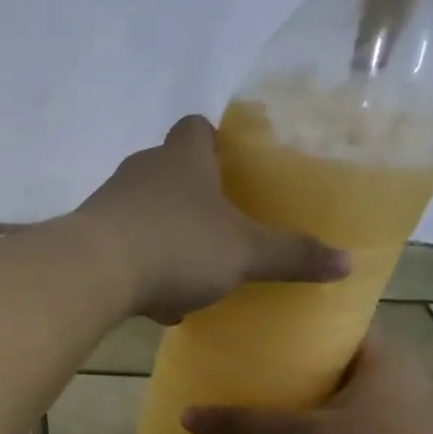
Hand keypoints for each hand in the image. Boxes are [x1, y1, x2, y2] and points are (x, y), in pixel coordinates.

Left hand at [73, 115, 348, 323]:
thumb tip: (347, 262)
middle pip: (169, 172)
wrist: (91, 273)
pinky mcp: (85, 239)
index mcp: (182, 158)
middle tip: (221, 228)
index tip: (234, 168)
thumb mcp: (244, 254)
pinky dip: (139, 271)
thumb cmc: (176, 247)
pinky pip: (121, 249)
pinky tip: (155, 305)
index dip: (216, 142)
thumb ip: (292, 255)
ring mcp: (108, 204)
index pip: (197, 128)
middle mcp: (141, 170)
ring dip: (166, 240)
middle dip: (193, 199)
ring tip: (192, 277)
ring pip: (144, 215)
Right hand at [181, 329, 432, 433]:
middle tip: (258, 362)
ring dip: (321, 394)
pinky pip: (367, 419)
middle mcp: (405, 374)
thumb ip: (244, 425)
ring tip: (275, 398)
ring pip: (357, 390)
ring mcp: (415, 411)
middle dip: (304, 360)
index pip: (341, 320)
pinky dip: (338, 421)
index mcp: (385, 355)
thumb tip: (186, 415)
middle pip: (345, 355)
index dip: (303, 320)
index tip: (264, 326)